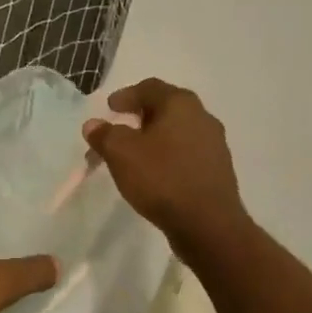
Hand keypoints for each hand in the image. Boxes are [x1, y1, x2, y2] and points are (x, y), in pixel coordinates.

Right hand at [83, 78, 249, 248]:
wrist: (208, 224)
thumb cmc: (162, 178)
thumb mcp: (121, 154)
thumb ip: (104, 135)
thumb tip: (93, 125)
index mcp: (180, 104)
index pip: (149, 88)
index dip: (126, 96)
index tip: (109, 108)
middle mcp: (202, 117)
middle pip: (165, 108)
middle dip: (138, 118)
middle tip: (118, 130)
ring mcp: (214, 144)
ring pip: (176, 133)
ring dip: (152, 139)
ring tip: (132, 157)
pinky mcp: (217, 170)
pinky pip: (186, 154)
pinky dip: (167, 156)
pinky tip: (155, 174)